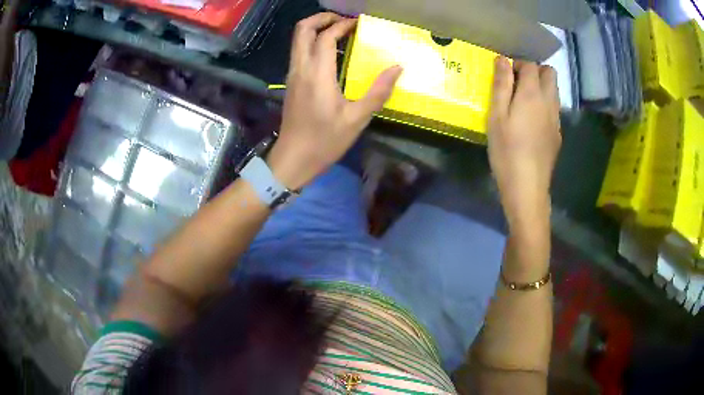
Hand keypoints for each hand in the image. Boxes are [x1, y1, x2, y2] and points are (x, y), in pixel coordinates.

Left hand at [267, 12, 402, 189]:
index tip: (359, 24)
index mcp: (317, 74)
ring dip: (316, 29)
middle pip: (302, 30)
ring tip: (340, 32)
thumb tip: (397, 68)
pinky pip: (299, 52)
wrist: (293, 159)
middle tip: (344, 21)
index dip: (342, 26)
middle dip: (322, 18)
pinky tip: (331, 53)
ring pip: (297, 40)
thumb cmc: (325, 141)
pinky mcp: (291, 82)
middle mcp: (300, 68)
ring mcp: (292, 75)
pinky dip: (312, 42)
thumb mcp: (357, 119)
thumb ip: (378, 91)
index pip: (325, 37)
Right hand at [487, 58, 560, 227]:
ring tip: (523, 103)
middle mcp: (549, 102)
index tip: (506, 75)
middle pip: (550, 73)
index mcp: (532, 94)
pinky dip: (544, 105)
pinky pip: (554, 109)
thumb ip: (501, 85)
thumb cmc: (506, 150)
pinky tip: (531, 123)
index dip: (518, 64)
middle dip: (535, 71)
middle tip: (517, 85)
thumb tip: (502, 60)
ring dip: (541, 88)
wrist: (527, 186)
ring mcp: (556, 119)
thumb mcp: (496, 116)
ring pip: (554, 91)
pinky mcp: (557, 134)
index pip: (531, 65)